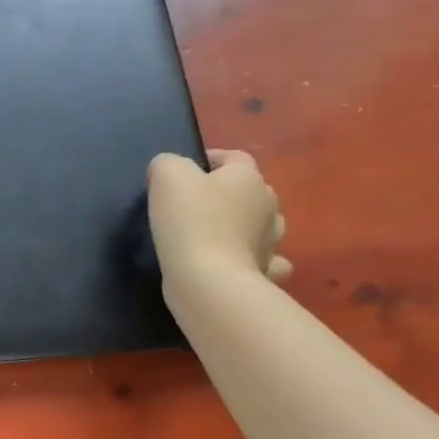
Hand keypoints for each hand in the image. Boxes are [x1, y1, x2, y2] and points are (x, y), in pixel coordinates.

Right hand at [147, 149, 291, 290]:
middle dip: (226, 193)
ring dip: (243, 225)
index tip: (183, 172)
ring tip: (214, 233)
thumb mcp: (167, 175)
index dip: (210, 159)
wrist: (208, 280)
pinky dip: (253, 259)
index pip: (234, 157)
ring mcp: (271, 242)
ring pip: (261, 225)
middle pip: (248, 191)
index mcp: (248, 178)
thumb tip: (168, 170)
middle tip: (192, 204)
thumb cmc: (190, 220)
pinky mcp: (264, 272)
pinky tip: (235, 261)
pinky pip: (265, 260)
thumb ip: (167, 163)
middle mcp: (268, 206)